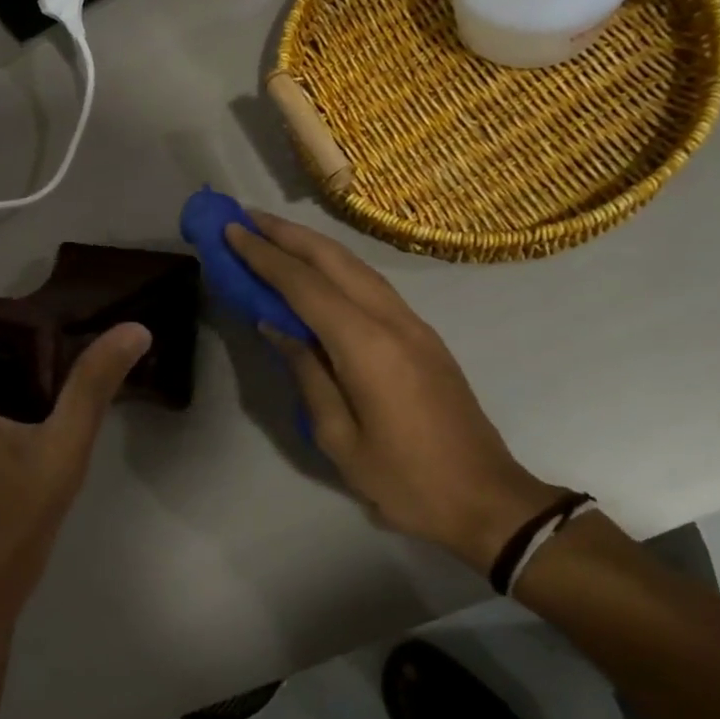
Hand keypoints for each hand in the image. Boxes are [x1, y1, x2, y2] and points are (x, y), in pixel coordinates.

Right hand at [226, 211, 560, 571]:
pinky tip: (316, 270)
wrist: (487, 500)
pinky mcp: (423, 335)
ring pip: (356, 266)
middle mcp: (392, 320)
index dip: (265, 256)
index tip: (231, 230)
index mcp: (367, 346)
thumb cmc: (405, 480)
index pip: (305, 285)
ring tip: (273, 234)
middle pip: (334, 260)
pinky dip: (336, 266)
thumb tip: (276, 327)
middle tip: (246, 218)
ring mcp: (413, 324)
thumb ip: (306, 374)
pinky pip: (371, 284)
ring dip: (312, 245)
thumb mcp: (339, 437)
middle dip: (287, 234)